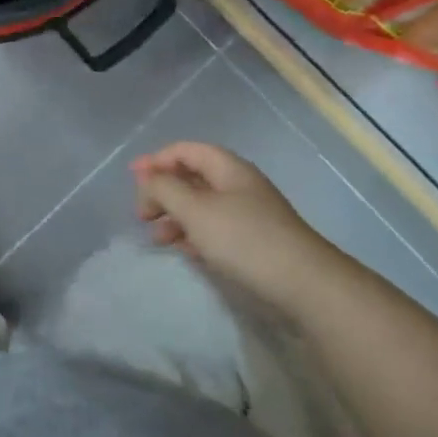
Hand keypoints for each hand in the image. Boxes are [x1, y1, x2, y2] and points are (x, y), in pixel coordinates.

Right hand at [130, 142, 332, 306]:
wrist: (305, 286)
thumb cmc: (245, 239)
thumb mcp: (196, 210)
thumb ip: (164, 189)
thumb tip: (146, 179)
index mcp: (227, 168)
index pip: (185, 151)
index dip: (157, 160)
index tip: (132, 179)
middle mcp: (238, 185)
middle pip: (192, 178)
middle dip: (163, 191)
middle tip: (141, 214)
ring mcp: (248, 215)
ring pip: (202, 206)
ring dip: (175, 217)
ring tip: (157, 239)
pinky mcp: (253, 243)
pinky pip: (214, 230)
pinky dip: (194, 235)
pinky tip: (183, 251)